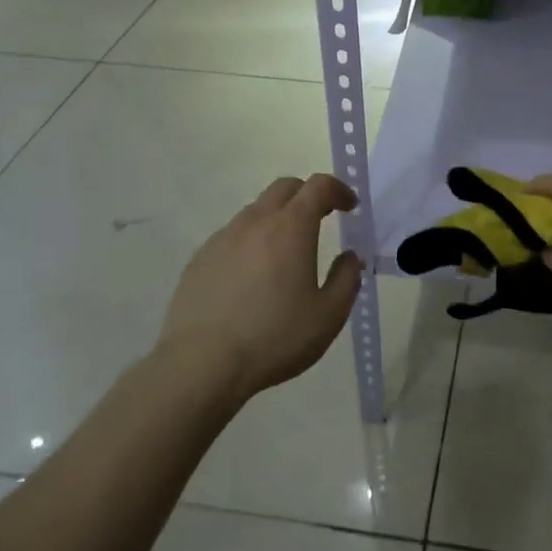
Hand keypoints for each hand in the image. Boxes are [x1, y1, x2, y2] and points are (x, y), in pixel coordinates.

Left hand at [158, 174, 363, 401]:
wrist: (201, 364)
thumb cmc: (274, 338)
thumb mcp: (328, 315)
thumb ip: (347, 279)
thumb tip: (350, 257)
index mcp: (291, 228)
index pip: (318, 186)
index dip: (339, 190)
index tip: (350, 207)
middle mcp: (255, 222)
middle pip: (285, 188)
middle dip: (308, 195)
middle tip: (322, 219)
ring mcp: (223, 238)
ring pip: (256, 211)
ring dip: (278, 219)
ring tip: (286, 254)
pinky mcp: (200, 258)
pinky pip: (233, 236)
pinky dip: (251, 242)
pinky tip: (252, 278)